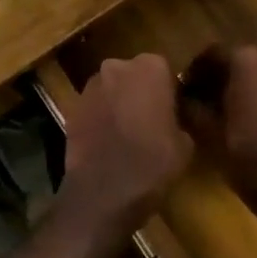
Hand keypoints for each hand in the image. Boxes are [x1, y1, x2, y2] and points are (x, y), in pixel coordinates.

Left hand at [59, 55, 192, 238]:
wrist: (103, 191)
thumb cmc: (152, 163)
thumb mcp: (185, 143)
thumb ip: (182, 119)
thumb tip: (177, 118)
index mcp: (150, 67)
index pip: (165, 69)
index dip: (170, 90)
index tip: (174, 110)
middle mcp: (116, 66)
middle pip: (134, 74)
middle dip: (141, 91)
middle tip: (151, 119)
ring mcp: (90, 85)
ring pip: (111, 88)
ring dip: (119, 102)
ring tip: (127, 132)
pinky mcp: (71, 106)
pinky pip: (93, 106)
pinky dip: (100, 117)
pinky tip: (107, 141)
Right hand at [186, 45, 256, 225]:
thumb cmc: (244, 153)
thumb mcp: (204, 129)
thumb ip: (188, 103)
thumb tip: (180, 93)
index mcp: (246, 61)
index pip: (213, 53)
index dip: (195, 71)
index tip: (186, 90)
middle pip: (239, 60)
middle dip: (221, 76)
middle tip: (206, 99)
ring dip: (245, 85)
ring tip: (231, 111)